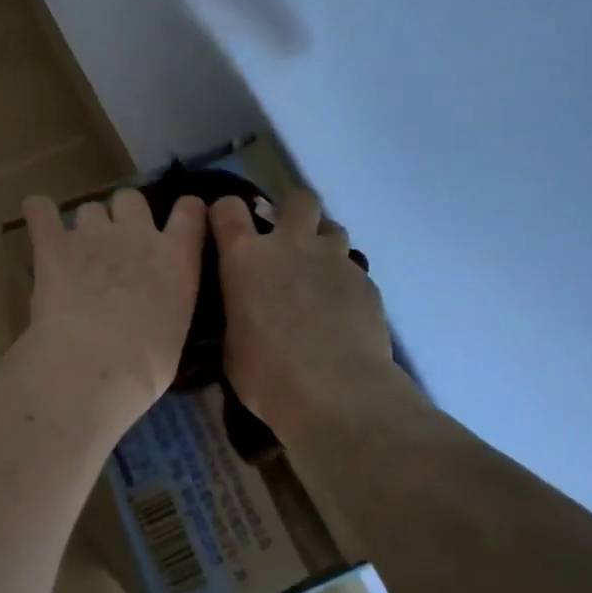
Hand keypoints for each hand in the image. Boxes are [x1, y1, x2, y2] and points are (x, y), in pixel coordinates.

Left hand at [20, 189, 205, 425]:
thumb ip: (168, 303)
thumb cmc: (148, 362)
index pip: (190, 212)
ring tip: (77, 251)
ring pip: (90, 208)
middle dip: (124, 215)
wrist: (96, 361)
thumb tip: (154, 311)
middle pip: (131, 200)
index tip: (181, 217)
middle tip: (117, 245)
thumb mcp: (177, 329)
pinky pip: (40, 211)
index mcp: (176, 257)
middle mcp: (137, 234)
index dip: (185, 211)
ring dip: (86, 224)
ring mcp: (93, 234)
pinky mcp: (53, 244)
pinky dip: (38, 212)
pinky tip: (36, 218)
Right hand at [209, 190, 400, 439]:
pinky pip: (353, 269)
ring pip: (333, 228)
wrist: (335, 392)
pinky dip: (344, 283)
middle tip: (287, 243)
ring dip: (322, 245)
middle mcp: (290, 245)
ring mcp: (333, 260)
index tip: (226, 232)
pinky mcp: (366, 282)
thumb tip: (242, 313)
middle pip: (299, 199)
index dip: (225, 215)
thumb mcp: (230, 343)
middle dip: (292, 213)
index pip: (227, 209)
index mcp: (245, 257)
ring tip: (317, 277)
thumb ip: (236, 313)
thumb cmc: (266, 373)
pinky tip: (341, 313)